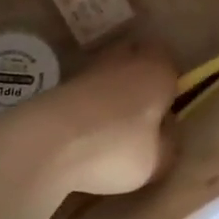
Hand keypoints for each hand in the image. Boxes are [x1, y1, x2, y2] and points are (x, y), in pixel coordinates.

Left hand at [0, 41, 177, 206]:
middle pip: (137, 62)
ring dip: (112, 94)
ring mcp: (89, 68)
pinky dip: (88, 106)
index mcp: (157, 69)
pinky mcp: (60, 83)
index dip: (171, 88)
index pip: (171, 67)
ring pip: (109, 74)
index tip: (167, 114)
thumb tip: (165, 135)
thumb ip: (168, 144)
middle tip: (142, 117)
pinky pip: (86, 91)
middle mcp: (126, 58)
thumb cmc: (115, 147)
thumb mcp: (157, 160)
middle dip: (140, 82)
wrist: (46, 142)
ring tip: (111, 129)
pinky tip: (86, 132)